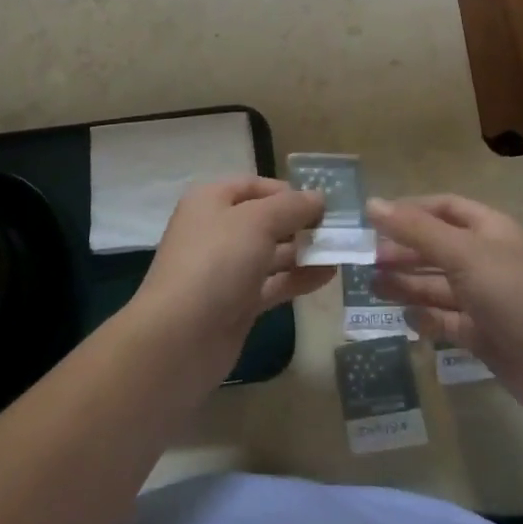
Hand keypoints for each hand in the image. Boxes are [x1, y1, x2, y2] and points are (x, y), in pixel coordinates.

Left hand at [131, 177, 329, 380]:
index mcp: (211, 201)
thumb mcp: (257, 222)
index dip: (288, 191)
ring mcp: (226, 269)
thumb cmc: (216, 263)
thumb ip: (292, 207)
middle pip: (265, 219)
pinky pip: (273, 283)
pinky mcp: (236, 303)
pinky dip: (298, 278)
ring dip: (305, 252)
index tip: (324, 204)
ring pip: (271, 253)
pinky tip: (328, 276)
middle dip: (301, 223)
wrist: (179, 338)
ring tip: (342, 253)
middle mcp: (216, 230)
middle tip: (341, 230)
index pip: (254, 185)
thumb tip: (318, 197)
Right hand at [369, 194, 522, 420]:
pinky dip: (425, 317)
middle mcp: (487, 260)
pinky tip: (404, 317)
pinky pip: (446, 320)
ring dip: (406, 283)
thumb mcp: (463, 255)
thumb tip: (371, 203)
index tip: (372, 220)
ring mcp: (486, 299)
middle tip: (366, 259)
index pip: (444, 208)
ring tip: (371, 287)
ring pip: (438, 285)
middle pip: (437, 247)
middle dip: (403, 250)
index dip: (409, 210)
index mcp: (490, 230)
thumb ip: (416, 230)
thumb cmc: (515, 297)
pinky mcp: (483, 334)